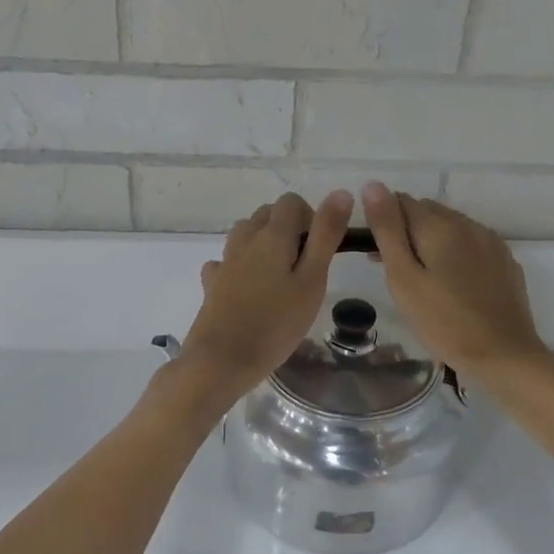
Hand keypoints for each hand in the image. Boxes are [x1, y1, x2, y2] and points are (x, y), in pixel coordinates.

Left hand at [180, 190, 354, 399]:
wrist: (221, 361)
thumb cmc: (276, 324)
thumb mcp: (312, 280)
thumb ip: (326, 235)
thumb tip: (341, 192)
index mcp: (272, 235)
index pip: (291, 201)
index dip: (310, 218)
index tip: (318, 251)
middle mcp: (244, 239)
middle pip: (267, 214)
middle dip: (288, 229)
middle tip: (303, 267)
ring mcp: (224, 261)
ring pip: (245, 234)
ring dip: (264, 244)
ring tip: (279, 278)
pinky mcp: (212, 283)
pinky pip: (228, 262)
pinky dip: (240, 267)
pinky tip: (248, 290)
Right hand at [362, 183, 553, 376]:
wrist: (504, 355)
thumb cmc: (444, 321)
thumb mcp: (404, 278)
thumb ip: (387, 230)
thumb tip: (373, 185)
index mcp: (439, 225)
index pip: (402, 202)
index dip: (384, 221)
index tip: (377, 253)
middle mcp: (468, 224)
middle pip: (428, 212)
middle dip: (407, 231)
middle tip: (396, 270)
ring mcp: (491, 242)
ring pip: (452, 227)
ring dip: (432, 242)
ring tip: (424, 279)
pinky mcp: (505, 262)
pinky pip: (473, 245)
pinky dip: (456, 254)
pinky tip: (454, 284)